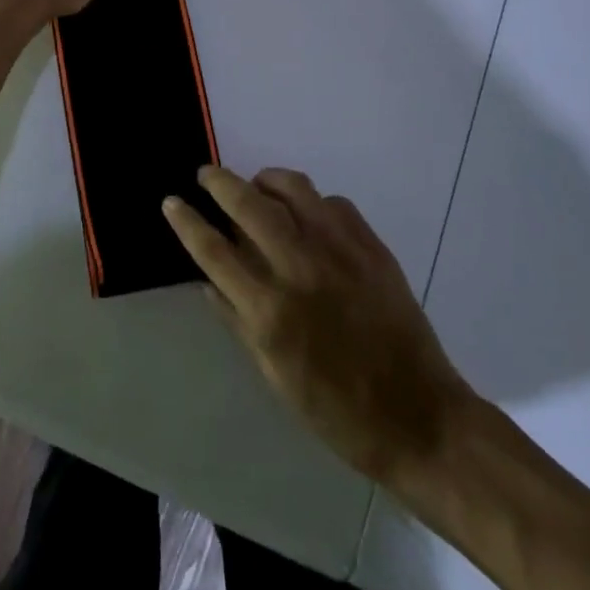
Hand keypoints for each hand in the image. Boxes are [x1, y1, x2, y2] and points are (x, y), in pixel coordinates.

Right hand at [164, 166, 473, 488]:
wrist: (418, 416)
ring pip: (293, 187)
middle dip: (220, 182)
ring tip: (256, 186)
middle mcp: (301, 268)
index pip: (214, 251)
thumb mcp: (275, 377)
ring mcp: (340, 250)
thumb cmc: (337, 411)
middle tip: (206, 174)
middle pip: (249, 204)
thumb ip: (238, 321)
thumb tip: (209, 280)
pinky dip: (311, 202)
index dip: (187, 222)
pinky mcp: (371, 244)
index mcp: (271, 310)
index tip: (172, 201)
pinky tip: (308, 217)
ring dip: (266, 180)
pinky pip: (332, 202)